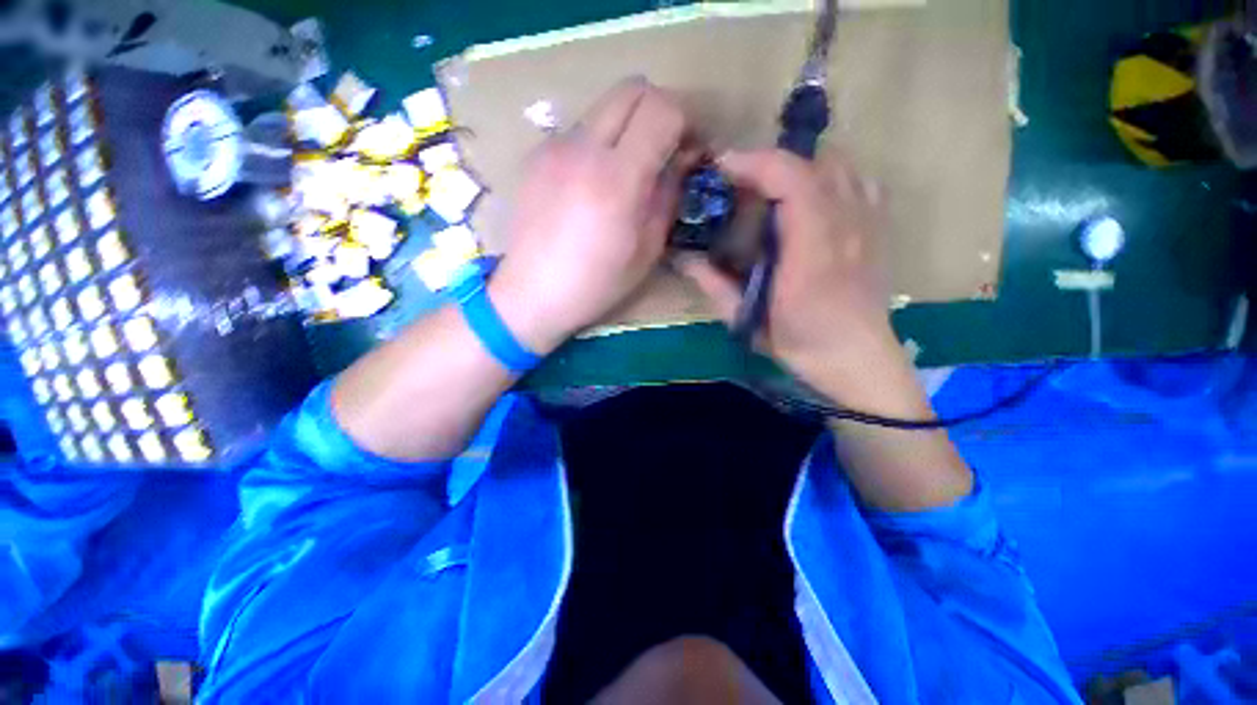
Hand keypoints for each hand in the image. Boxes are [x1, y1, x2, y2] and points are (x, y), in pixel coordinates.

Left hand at [489, 78, 693, 353]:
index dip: (684, 121)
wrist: (532, 293)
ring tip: (626, 171)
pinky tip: (592, 183)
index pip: (661, 109)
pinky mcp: (536, 156)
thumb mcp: (646, 250)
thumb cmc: (595, 284)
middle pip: (631, 89)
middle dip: (658, 110)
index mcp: (617, 180)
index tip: (688, 148)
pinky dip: (598, 144)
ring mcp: (554, 147)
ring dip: (626, 128)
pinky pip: (579, 132)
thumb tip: (682, 160)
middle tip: (663, 149)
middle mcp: (583, 149)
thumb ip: (668, 196)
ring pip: (603, 108)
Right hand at [676, 147, 898, 403]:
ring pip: (838, 165)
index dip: (753, 163)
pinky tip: (814, 201)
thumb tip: (682, 258)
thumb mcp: (746, 318)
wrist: (854, 357)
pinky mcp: (878, 228)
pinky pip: (859, 182)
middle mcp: (845, 225)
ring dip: (800, 168)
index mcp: (811, 250)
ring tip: (774, 191)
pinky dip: (832, 178)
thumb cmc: (799, 341)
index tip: (722, 167)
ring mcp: (868, 223)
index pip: (790, 180)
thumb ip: (714, 284)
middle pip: (813, 162)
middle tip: (741, 185)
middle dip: (770, 164)